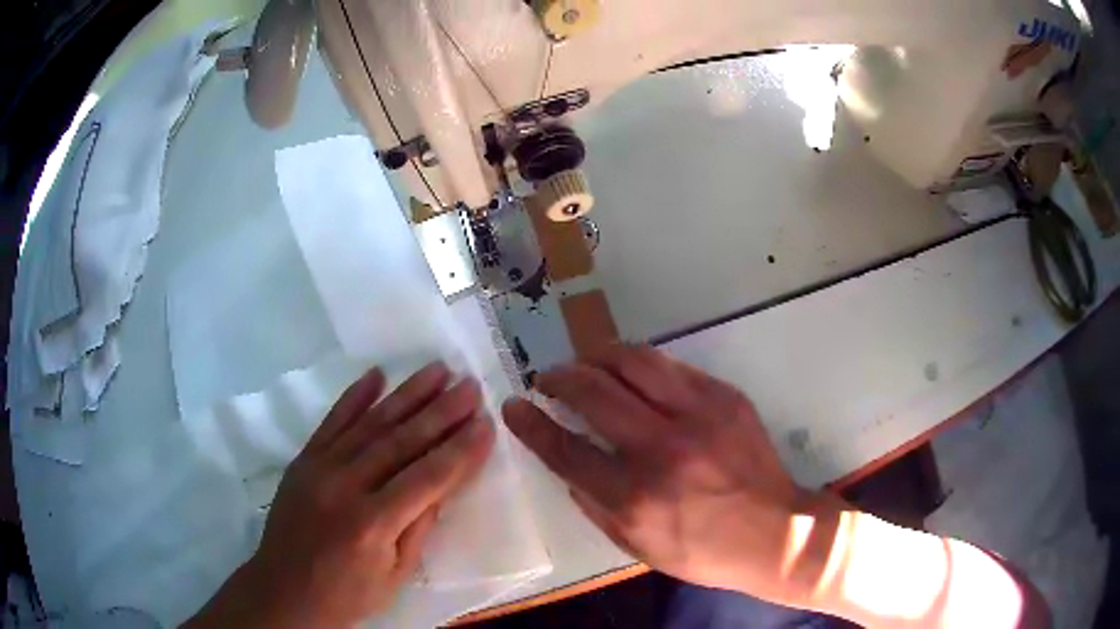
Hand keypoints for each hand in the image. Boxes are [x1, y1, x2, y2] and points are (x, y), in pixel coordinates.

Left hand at [188, 362, 494, 628]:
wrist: (285, 590)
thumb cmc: (347, 593)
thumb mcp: (395, 575)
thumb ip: (418, 527)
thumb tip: (442, 483)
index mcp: (372, 523)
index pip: (427, 477)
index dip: (460, 450)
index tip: (486, 423)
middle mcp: (345, 486)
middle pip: (401, 441)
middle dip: (441, 412)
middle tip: (470, 386)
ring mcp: (319, 468)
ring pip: (370, 423)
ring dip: (406, 394)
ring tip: (437, 370)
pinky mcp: (303, 460)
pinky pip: (331, 421)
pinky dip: (355, 396)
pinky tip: (376, 374)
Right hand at [502, 345, 829, 604]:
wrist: (775, 532)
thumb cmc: (704, 551)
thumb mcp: (637, 547)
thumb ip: (595, 506)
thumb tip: (569, 465)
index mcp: (634, 497)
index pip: (564, 448)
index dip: (531, 424)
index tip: (514, 407)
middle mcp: (661, 448)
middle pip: (593, 392)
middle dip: (558, 378)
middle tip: (547, 379)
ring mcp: (698, 415)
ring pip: (632, 362)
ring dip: (596, 357)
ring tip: (585, 364)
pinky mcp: (724, 397)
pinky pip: (670, 366)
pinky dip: (639, 365)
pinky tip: (631, 374)